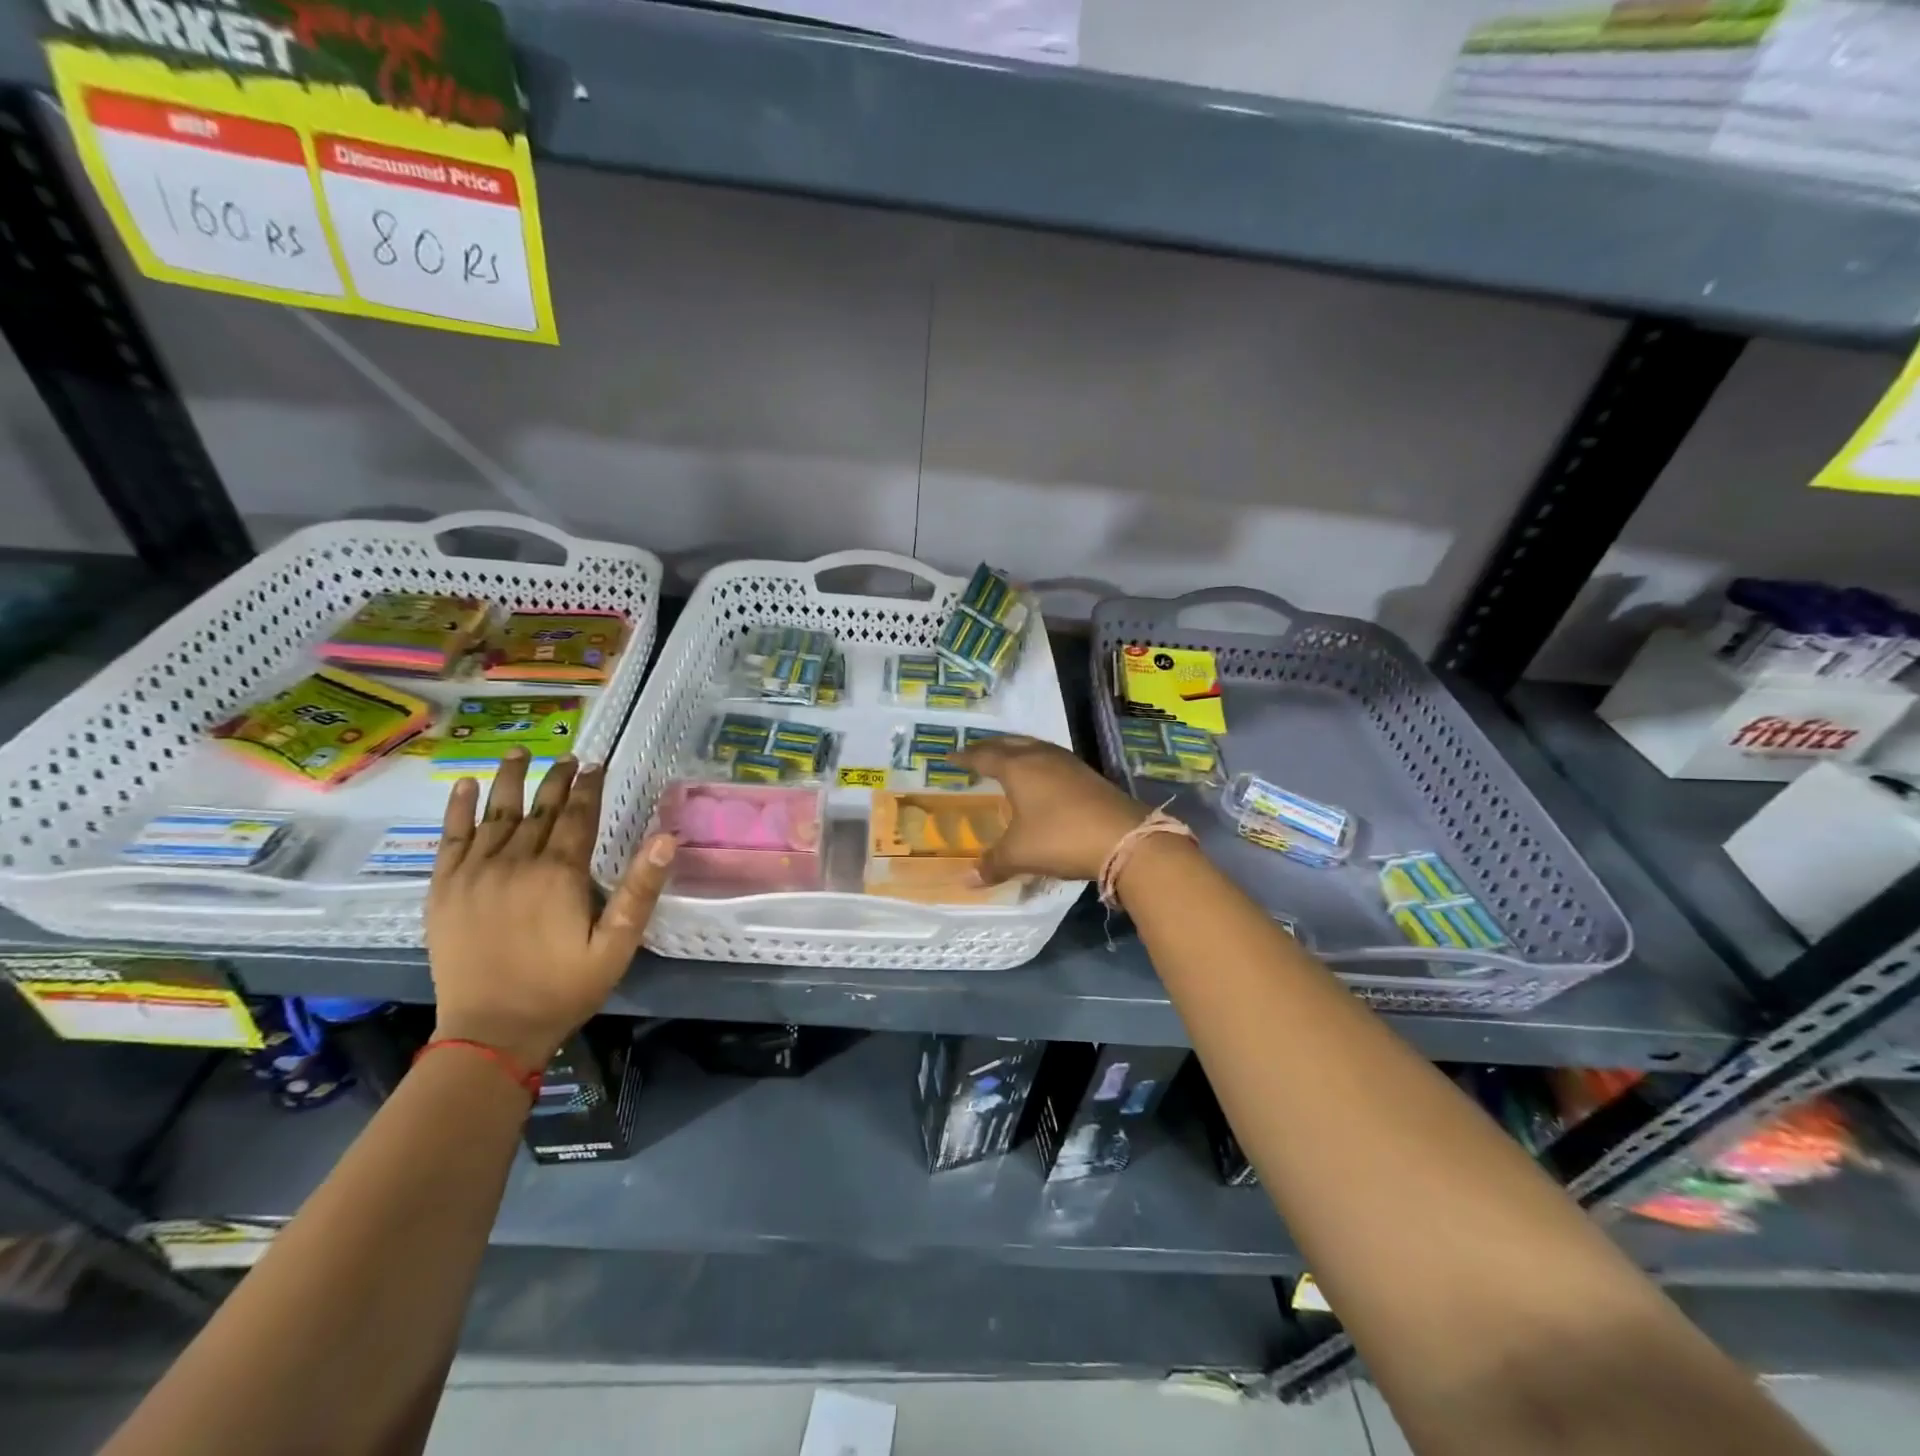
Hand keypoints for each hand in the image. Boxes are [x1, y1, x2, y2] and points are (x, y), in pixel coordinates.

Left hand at [425, 749, 676, 1069]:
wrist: (490, 1031)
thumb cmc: (562, 988)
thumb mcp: (616, 944)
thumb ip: (640, 889)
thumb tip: (666, 838)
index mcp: (559, 873)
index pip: (578, 816)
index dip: (589, 787)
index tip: (597, 763)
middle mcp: (515, 862)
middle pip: (540, 809)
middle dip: (557, 779)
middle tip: (569, 756)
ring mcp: (474, 873)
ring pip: (495, 814)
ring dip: (509, 780)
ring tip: (519, 753)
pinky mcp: (444, 889)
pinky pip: (450, 838)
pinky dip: (456, 809)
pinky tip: (463, 785)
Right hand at [955, 736, 1146, 883]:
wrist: (1123, 838)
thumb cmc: (1060, 838)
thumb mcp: (1019, 854)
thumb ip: (992, 864)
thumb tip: (966, 880)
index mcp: (1018, 768)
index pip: (983, 756)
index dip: (965, 757)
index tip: (950, 756)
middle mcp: (1041, 757)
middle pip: (1009, 743)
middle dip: (990, 747)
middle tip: (975, 754)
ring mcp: (1068, 763)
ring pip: (1034, 747)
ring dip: (1016, 750)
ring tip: (1006, 760)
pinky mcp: (1088, 774)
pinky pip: (1052, 758)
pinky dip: (1036, 762)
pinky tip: (1040, 777)